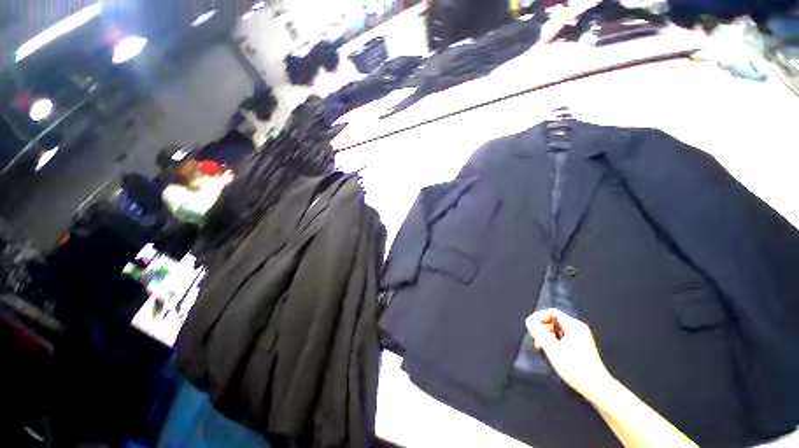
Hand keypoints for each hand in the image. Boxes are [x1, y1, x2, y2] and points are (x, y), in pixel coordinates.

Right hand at [525, 309, 612, 400]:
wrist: (597, 388)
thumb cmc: (574, 367)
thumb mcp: (551, 348)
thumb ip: (538, 331)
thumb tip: (529, 320)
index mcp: (574, 325)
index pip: (552, 312)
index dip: (540, 318)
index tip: (534, 329)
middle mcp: (579, 328)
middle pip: (555, 320)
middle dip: (543, 328)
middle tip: (537, 341)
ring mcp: (582, 338)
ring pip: (558, 330)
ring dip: (548, 336)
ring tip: (543, 349)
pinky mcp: (583, 347)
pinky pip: (564, 338)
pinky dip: (555, 342)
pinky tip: (552, 353)